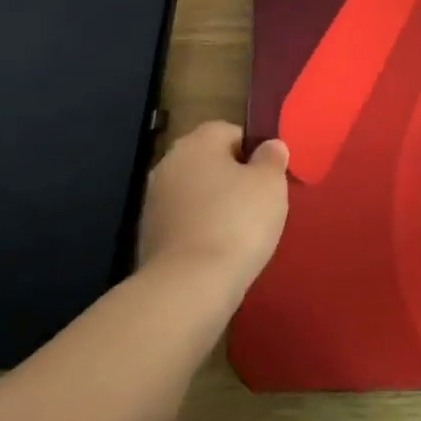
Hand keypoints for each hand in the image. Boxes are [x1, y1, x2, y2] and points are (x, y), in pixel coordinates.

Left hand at [138, 121, 289, 305]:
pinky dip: (201, 232)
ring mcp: (154, 200)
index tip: (270, 180)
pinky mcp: (148, 236)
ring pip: (197, 194)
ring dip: (216, 207)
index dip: (256, 154)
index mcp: (199, 140)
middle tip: (259, 206)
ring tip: (241, 234)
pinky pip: (185, 223)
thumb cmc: (237, 222)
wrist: (188, 287)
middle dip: (234, 180)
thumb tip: (269, 146)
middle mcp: (170, 162)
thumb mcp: (271, 183)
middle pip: (212, 163)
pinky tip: (218, 253)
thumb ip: (272, 158)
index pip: (233, 133)